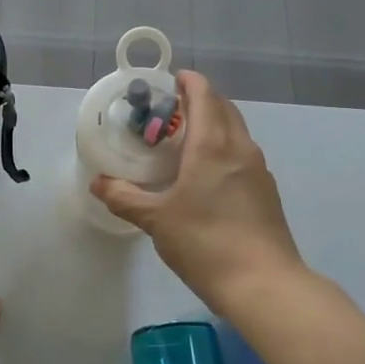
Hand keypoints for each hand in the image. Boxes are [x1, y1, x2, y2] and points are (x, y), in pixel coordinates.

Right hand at [92, 71, 303, 316]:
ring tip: (185, 139)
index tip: (171, 79)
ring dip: (214, 123)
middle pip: (223, 108)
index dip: (189, 82)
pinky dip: (224, 147)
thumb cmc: (206, 243)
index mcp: (213, 145)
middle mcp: (240, 148)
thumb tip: (98, 183)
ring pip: (236, 131)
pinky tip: (206, 173)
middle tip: (170, 110)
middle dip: (200, 100)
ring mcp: (258, 169)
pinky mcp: (266, 191)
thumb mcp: (156, 220)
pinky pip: (242, 154)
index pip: (204, 96)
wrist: (264, 284)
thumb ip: (125, 198)